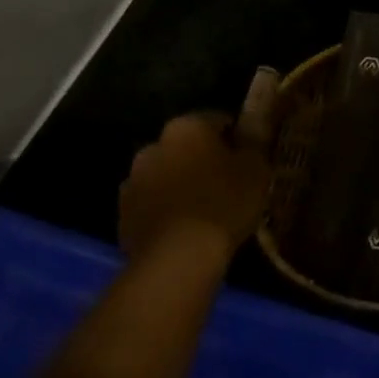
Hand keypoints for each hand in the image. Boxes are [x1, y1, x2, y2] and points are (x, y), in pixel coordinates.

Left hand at [119, 69, 278, 260]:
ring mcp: (132, 180)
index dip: (236, 138)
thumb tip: (249, 133)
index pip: (218, 120)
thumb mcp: (256, 169)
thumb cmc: (224, 203)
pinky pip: (152, 203)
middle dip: (203, 159)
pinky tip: (184, 228)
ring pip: (166, 174)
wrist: (177, 257)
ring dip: (181, 183)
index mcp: (187, 126)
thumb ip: (252, 145)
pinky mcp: (122, 214)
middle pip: (186, 146)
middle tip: (227, 182)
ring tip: (205, 208)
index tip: (249, 157)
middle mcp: (154, 145)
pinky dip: (166, 209)